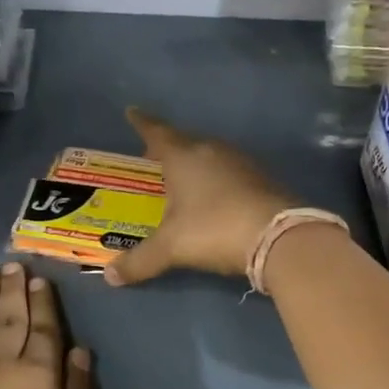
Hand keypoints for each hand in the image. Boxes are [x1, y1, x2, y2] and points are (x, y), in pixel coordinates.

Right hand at [105, 107, 296, 285]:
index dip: (142, 123)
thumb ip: (139, 261)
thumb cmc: (214, 229)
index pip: (157, 132)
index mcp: (183, 156)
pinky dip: (216, 179)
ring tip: (182, 179)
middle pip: (184, 142)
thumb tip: (109, 276)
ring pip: (209, 156)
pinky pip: (229, 172)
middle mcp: (211, 151)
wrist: (279, 236)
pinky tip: (215, 196)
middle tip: (153, 157)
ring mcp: (241, 163)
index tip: (132, 112)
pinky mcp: (262, 179)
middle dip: (168, 148)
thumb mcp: (171, 248)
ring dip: (195, 163)